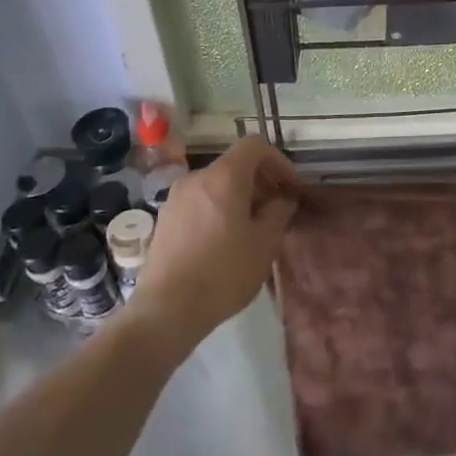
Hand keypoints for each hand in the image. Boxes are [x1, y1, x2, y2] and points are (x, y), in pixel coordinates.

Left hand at [131, 137, 299, 351]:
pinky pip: (200, 203)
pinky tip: (224, 243)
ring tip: (252, 230)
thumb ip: (279, 211)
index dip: (279, 162)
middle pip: (235, 165)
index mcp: (224, 176)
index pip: (255, 145)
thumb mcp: (265, 243)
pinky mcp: (164, 220)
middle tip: (277, 212)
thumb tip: (282, 200)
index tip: (292, 189)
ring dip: (239, 198)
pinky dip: (218, 210)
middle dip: (261, 183)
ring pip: (217, 185)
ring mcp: (176, 198)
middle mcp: (196, 177)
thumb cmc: (224, 272)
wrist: (166, 310)